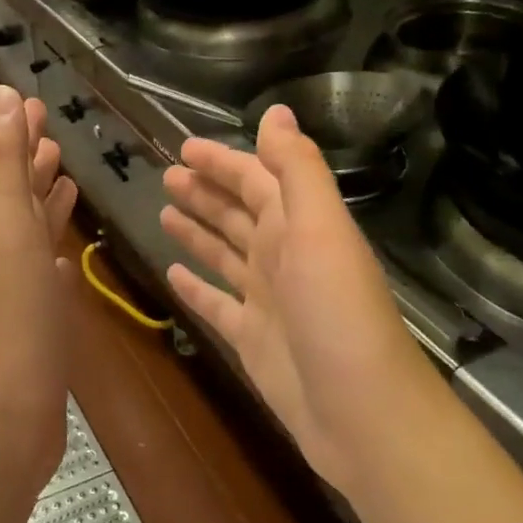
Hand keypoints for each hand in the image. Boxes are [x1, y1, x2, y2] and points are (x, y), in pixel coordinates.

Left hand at [0, 87, 78, 482]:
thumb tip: (0, 96)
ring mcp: (20, 300)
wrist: (2, 422)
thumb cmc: (12, 323)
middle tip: (53, 136)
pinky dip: (56, 266)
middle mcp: (3, 259)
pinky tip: (67, 265)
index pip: (6, 170)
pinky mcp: (39, 335)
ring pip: (34, 241)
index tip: (35, 103)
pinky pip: (48, 286)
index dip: (19, 136)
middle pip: (19, 202)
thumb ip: (3, 166)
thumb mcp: (5, 232)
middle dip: (34, 166)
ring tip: (68, 183)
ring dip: (48, 210)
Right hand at [161, 105, 424, 495]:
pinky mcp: (251, 339)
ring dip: (198, 231)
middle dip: (206, 192)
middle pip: (238, 214)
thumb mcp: (321, 228)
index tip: (184, 147)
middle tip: (166, 175)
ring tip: (163, 211)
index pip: (257, 180)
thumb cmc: (337, 312)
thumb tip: (277, 111)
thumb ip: (297, 170)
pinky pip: (216, 305)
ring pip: (224, 254)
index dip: (224, 161)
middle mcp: (283, 257)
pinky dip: (196, 287)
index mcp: (300, 226)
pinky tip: (172, 274)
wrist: (359, 411)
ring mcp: (266, 301)